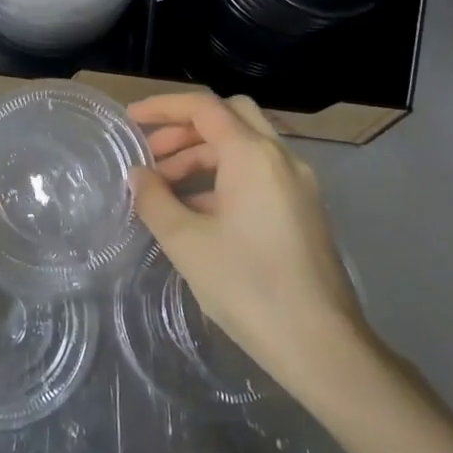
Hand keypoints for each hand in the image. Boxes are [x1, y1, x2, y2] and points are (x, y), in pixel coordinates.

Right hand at [127, 92, 370, 401]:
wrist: (321, 346)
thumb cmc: (248, 287)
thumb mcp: (187, 243)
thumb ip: (155, 200)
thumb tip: (138, 176)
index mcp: (253, 156)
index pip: (204, 107)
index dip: (163, 107)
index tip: (131, 120)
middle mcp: (281, 158)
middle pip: (229, 117)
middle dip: (185, 128)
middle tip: (151, 153)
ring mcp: (298, 184)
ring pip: (245, 147)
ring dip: (203, 155)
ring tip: (165, 187)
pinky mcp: (303, 210)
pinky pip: (258, 174)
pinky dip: (224, 177)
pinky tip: (197, 211)